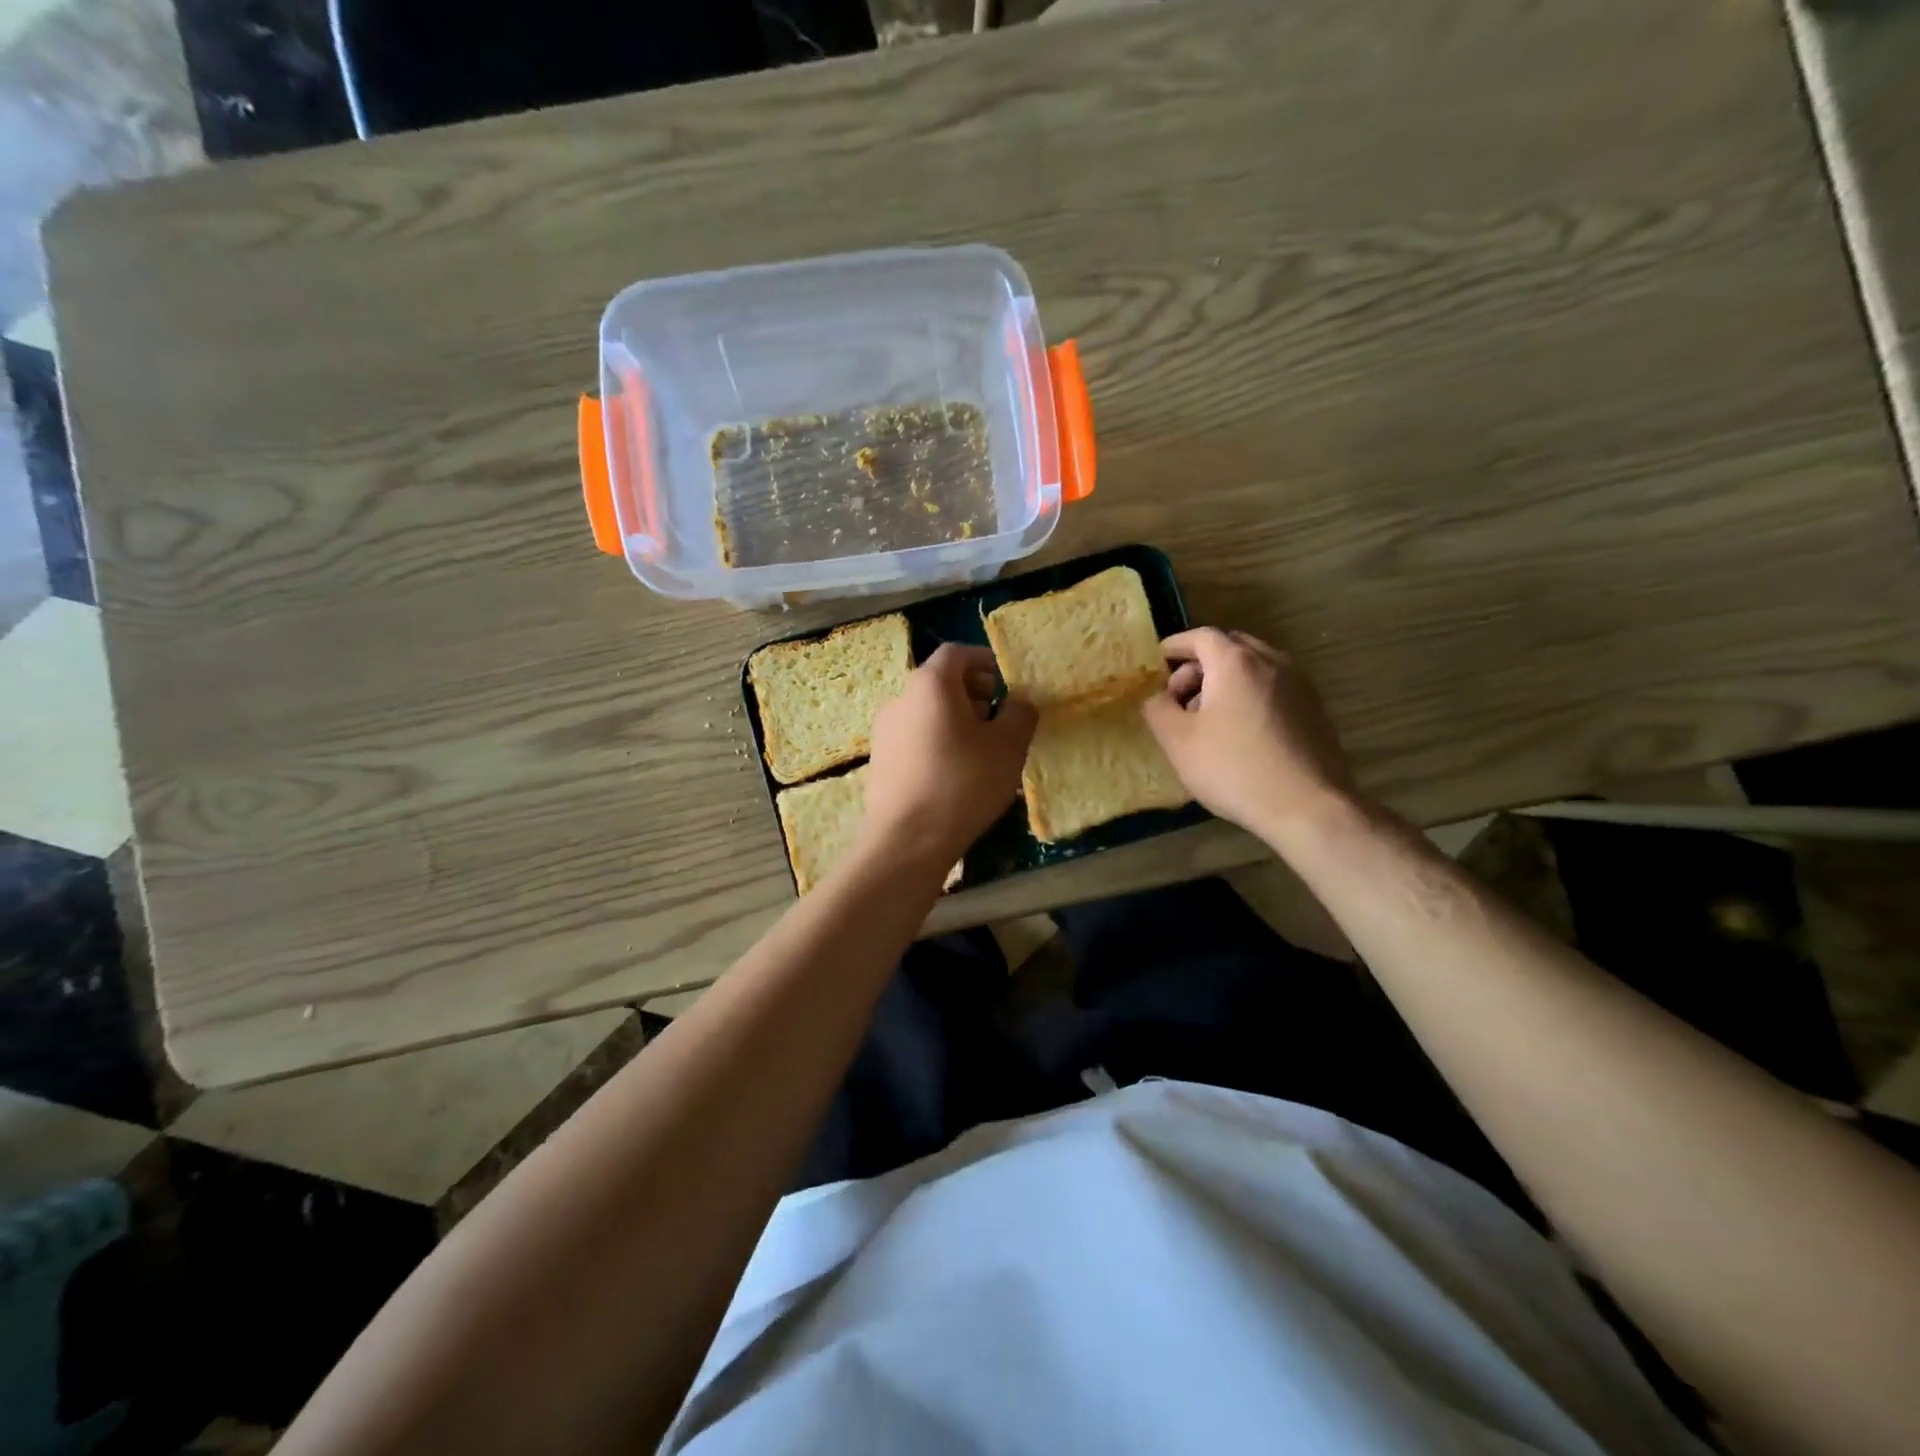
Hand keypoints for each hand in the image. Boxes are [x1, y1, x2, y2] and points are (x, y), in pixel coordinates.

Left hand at [861, 644, 1037, 868]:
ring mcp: (884, 731)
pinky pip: (914, 737)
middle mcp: (900, 698)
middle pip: (938, 681)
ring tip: (981, 747)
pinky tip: (955, 771)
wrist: (907, 840)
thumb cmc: (963, 783)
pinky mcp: (879, 761)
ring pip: (925, 711)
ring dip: (954, 718)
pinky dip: (936, 740)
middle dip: (972, 691)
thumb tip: (1019, 701)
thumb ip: (1019, 713)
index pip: (956, 653)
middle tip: (998, 715)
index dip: (984, 660)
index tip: (1006, 679)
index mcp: (930, 684)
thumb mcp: (1008, 747)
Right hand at [1140, 628, 1356, 841]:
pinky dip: (1250, 695)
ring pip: (1254, 667)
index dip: (1175, 646)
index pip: (1200, 636)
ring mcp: (1299, 684)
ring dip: (1226, 681)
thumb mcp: (1178, 741)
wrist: (1308, 807)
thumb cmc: (1234, 769)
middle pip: (1230, 647)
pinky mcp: (1315, 709)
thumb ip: (1158, 709)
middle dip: (1200, 664)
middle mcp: (1272, 662)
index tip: (1158, 662)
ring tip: (1208, 718)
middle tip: (1180, 695)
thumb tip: (1157, 697)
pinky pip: (1273, 688)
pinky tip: (1240, 732)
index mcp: (1236, 662)